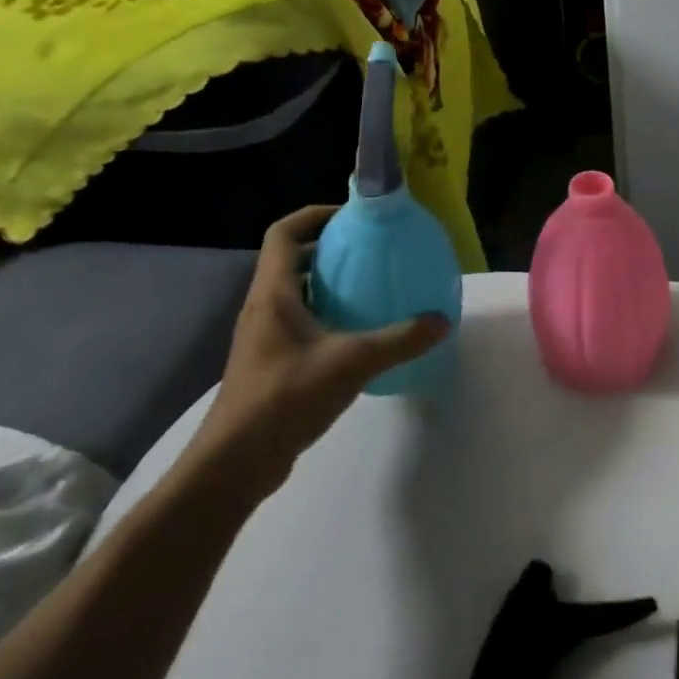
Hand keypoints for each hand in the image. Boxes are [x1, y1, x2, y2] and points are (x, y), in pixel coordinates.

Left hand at [186, 204, 448, 493]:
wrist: (236, 462)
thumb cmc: (286, 397)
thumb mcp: (352, 362)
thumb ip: (400, 340)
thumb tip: (442, 321)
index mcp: (273, 294)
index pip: (284, 233)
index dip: (314, 215)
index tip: (352, 216)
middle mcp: (264, 308)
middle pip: (291, 259)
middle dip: (329, 248)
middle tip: (371, 250)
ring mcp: (264, 337)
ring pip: (296, 292)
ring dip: (328, 282)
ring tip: (371, 285)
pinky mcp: (271, 362)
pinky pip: (301, 321)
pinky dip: (327, 314)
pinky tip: (359, 332)